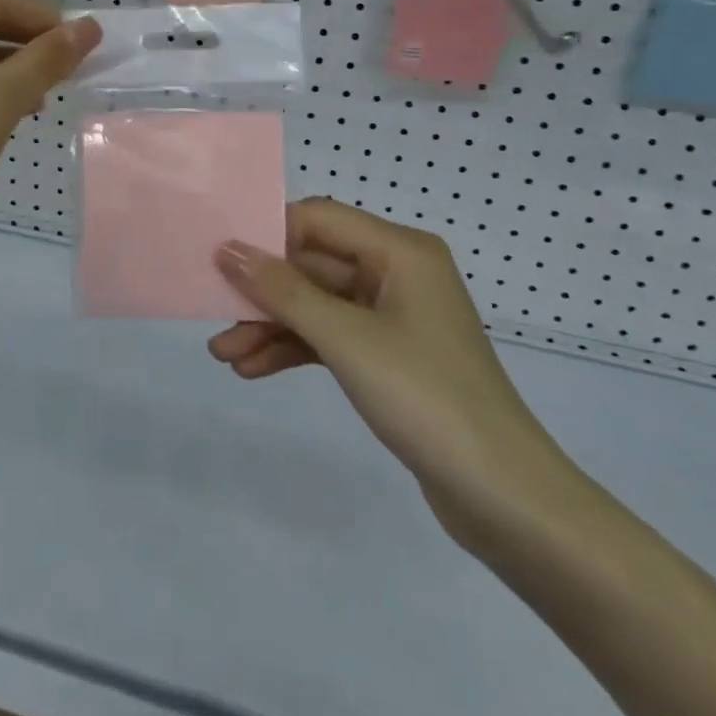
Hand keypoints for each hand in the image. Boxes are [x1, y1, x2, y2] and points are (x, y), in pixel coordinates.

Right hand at [211, 198, 572, 541]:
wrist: (502, 496)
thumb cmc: (425, 397)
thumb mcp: (346, 338)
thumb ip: (284, 291)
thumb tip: (229, 249)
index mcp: (399, 251)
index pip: (319, 219)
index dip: (268, 233)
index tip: (219, 256)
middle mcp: (397, 272)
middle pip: (314, 266)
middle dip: (263, 293)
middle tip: (213, 315)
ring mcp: (394, 316)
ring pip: (318, 306)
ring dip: (272, 327)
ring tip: (225, 355)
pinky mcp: (389, 356)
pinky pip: (331, 338)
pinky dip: (295, 350)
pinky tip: (255, 370)